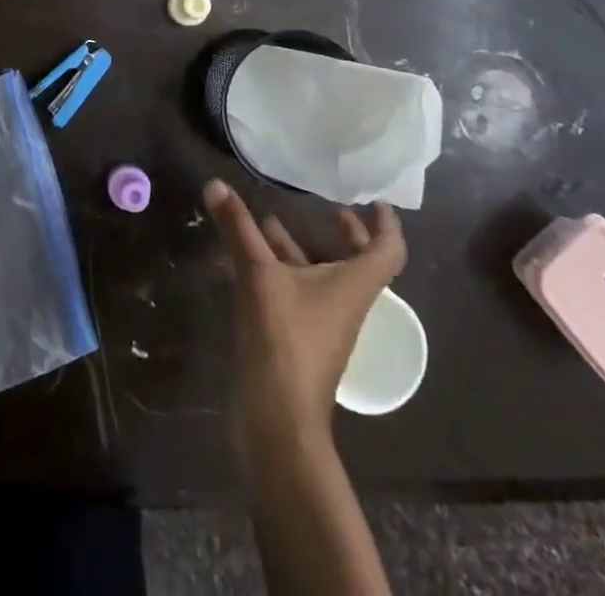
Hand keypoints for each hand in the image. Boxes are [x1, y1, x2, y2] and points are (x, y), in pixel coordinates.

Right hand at [205, 180, 406, 473]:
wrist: (278, 421)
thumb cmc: (284, 341)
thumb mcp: (258, 275)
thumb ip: (238, 228)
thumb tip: (216, 184)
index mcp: (353, 285)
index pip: (388, 251)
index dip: (387, 224)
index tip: (376, 201)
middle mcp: (345, 302)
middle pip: (358, 264)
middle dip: (347, 235)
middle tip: (330, 209)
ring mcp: (323, 324)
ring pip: (324, 278)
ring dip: (305, 249)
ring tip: (272, 221)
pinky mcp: (299, 338)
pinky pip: (299, 293)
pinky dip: (282, 270)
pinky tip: (251, 258)